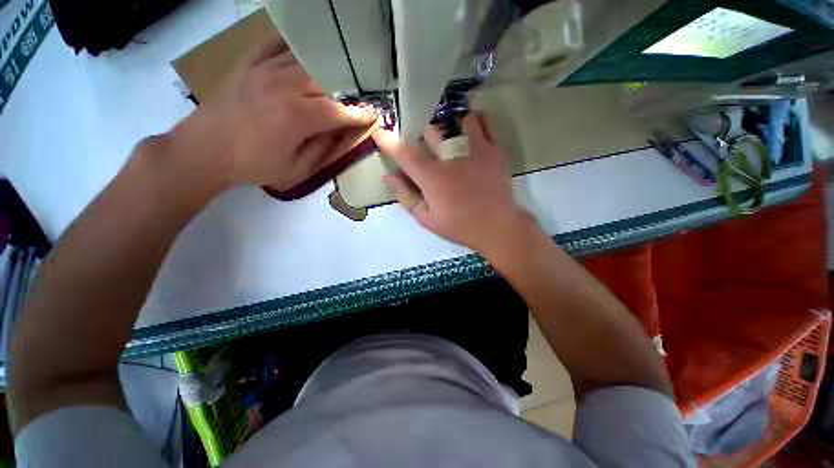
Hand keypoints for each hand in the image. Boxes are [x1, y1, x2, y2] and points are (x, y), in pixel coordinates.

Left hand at [169, 35, 376, 190]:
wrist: (202, 151)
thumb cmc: (253, 166)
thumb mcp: (295, 169)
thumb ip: (322, 150)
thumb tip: (343, 135)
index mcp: (296, 117)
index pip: (338, 111)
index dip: (358, 114)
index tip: (372, 116)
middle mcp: (283, 86)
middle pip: (325, 81)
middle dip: (344, 92)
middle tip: (354, 101)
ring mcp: (263, 71)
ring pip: (305, 62)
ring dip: (325, 72)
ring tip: (336, 80)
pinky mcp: (248, 65)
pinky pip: (275, 46)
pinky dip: (293, 47)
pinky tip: (303, 55)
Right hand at [373, 112, 537, 254]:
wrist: (497, 227)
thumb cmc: (459, 226)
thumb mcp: (427, 219)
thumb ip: (406, 197)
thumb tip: (389, 177)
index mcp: (432, 177)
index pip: (405, 153)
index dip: (389, 141)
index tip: (380, 132)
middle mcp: (452, 157)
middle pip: (431, 130)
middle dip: (420, 130)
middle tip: (419, 137)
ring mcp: (476, 150)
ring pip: (458, 120)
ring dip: (448, 124)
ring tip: (447, 133)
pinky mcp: (494, 150)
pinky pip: (486, 122)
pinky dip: (475, 120)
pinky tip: (469, 127)